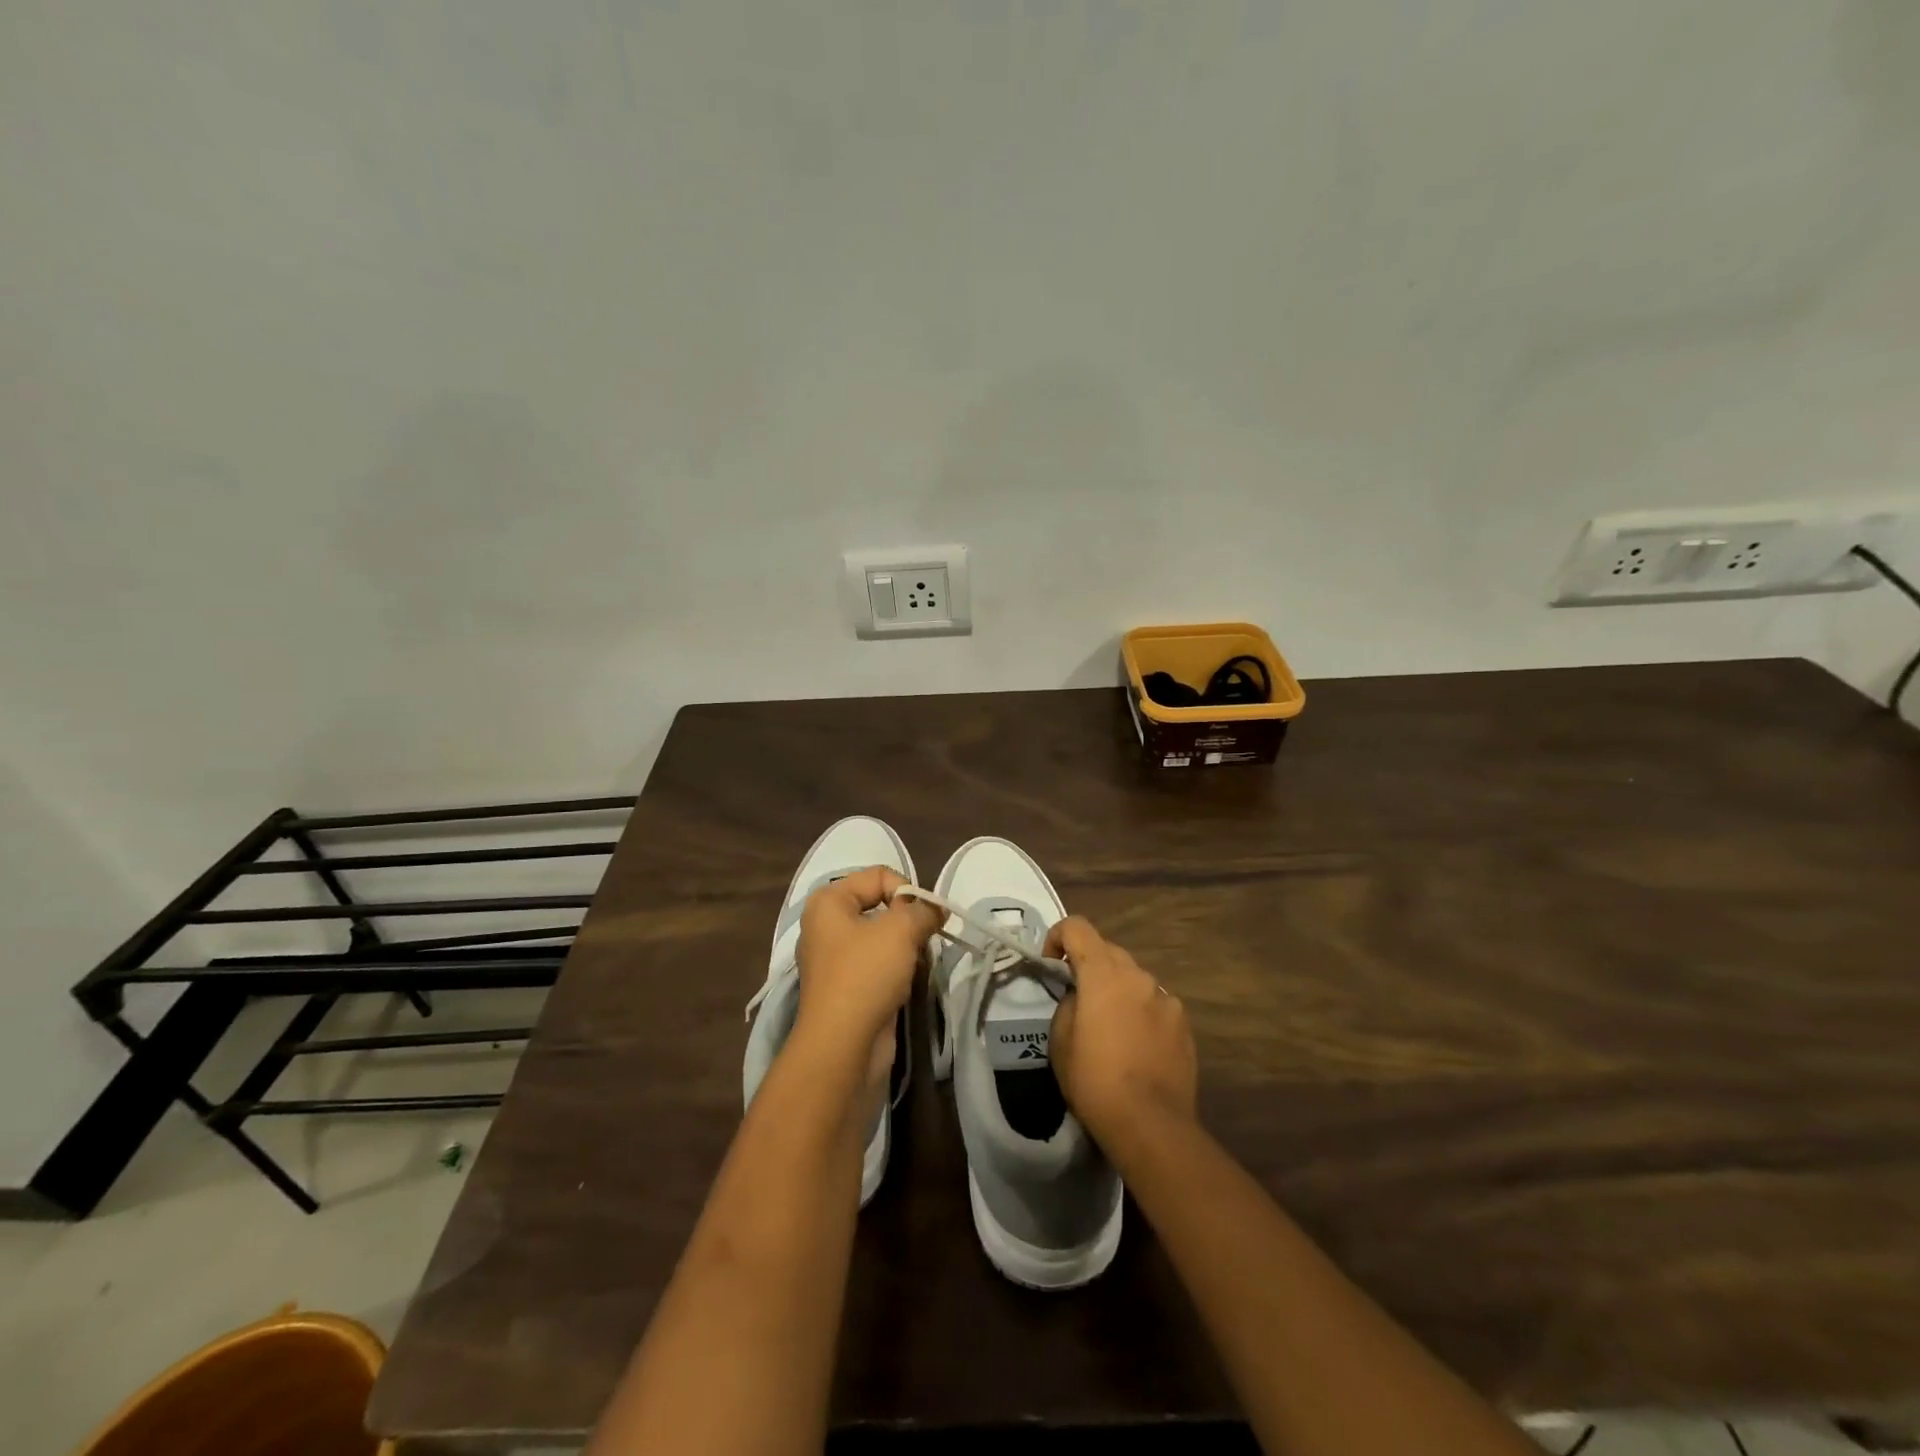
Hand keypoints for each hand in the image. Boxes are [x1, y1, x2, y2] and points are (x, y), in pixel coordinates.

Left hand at [794, 867, 941, 1062]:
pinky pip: (880, 963)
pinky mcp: (848, 987)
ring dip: (906, 945)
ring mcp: (836, 959)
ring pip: (883, 936)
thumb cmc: (866, 975)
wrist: (843, 1048)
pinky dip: (898, 967)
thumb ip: (923, 910)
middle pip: (880, 904)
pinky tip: (909, 980)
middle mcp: (827, 925)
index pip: (879, 875)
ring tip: (917, 961)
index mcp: (828, 901)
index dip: (907, 890)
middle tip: (925, 938)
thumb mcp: (901, 930)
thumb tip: (936, 909)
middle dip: (909, 918)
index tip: (925, 917)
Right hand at [1045, 915, 1197, 1142]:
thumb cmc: (1094, 1081)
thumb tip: (1079, 997)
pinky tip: (1136, 1045)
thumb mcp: (1060, 1041)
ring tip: (1109, 1025)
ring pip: (1134, 979)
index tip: (1051, 963)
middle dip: (1089, 964)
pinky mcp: (1184, 1024)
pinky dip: (1141, 1012)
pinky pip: (1155, 1004)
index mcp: (1104, 974)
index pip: (1077, 928)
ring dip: (1117, 989)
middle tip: (1077, 997)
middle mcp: (1138, 976)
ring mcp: (1166, 999)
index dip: (1058, 936)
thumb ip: (1068, 1004)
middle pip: (1108, 951)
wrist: (1151, 1124)